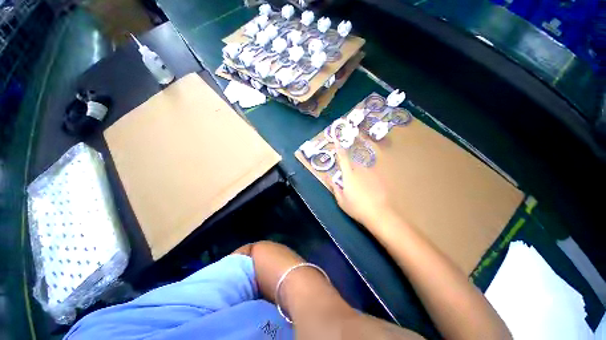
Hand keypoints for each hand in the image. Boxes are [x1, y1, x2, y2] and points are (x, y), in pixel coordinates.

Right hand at [329, 144, 391, 225]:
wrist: (379, 214)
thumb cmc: (357, 207)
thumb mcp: (341, 201)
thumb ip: (335, 188)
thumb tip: (331, 180)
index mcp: (349, 175)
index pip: (343, 158)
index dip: (339, 148)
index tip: (337, 139)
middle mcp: (360, 170)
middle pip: (352, 164)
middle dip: (348, 169)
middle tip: (348, 182)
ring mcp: (371, 174)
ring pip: (361, 170)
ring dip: (358, 176)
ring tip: (360, 190)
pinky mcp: (379, 178)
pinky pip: (369, 175)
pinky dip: (366, 180)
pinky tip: (368, 192)